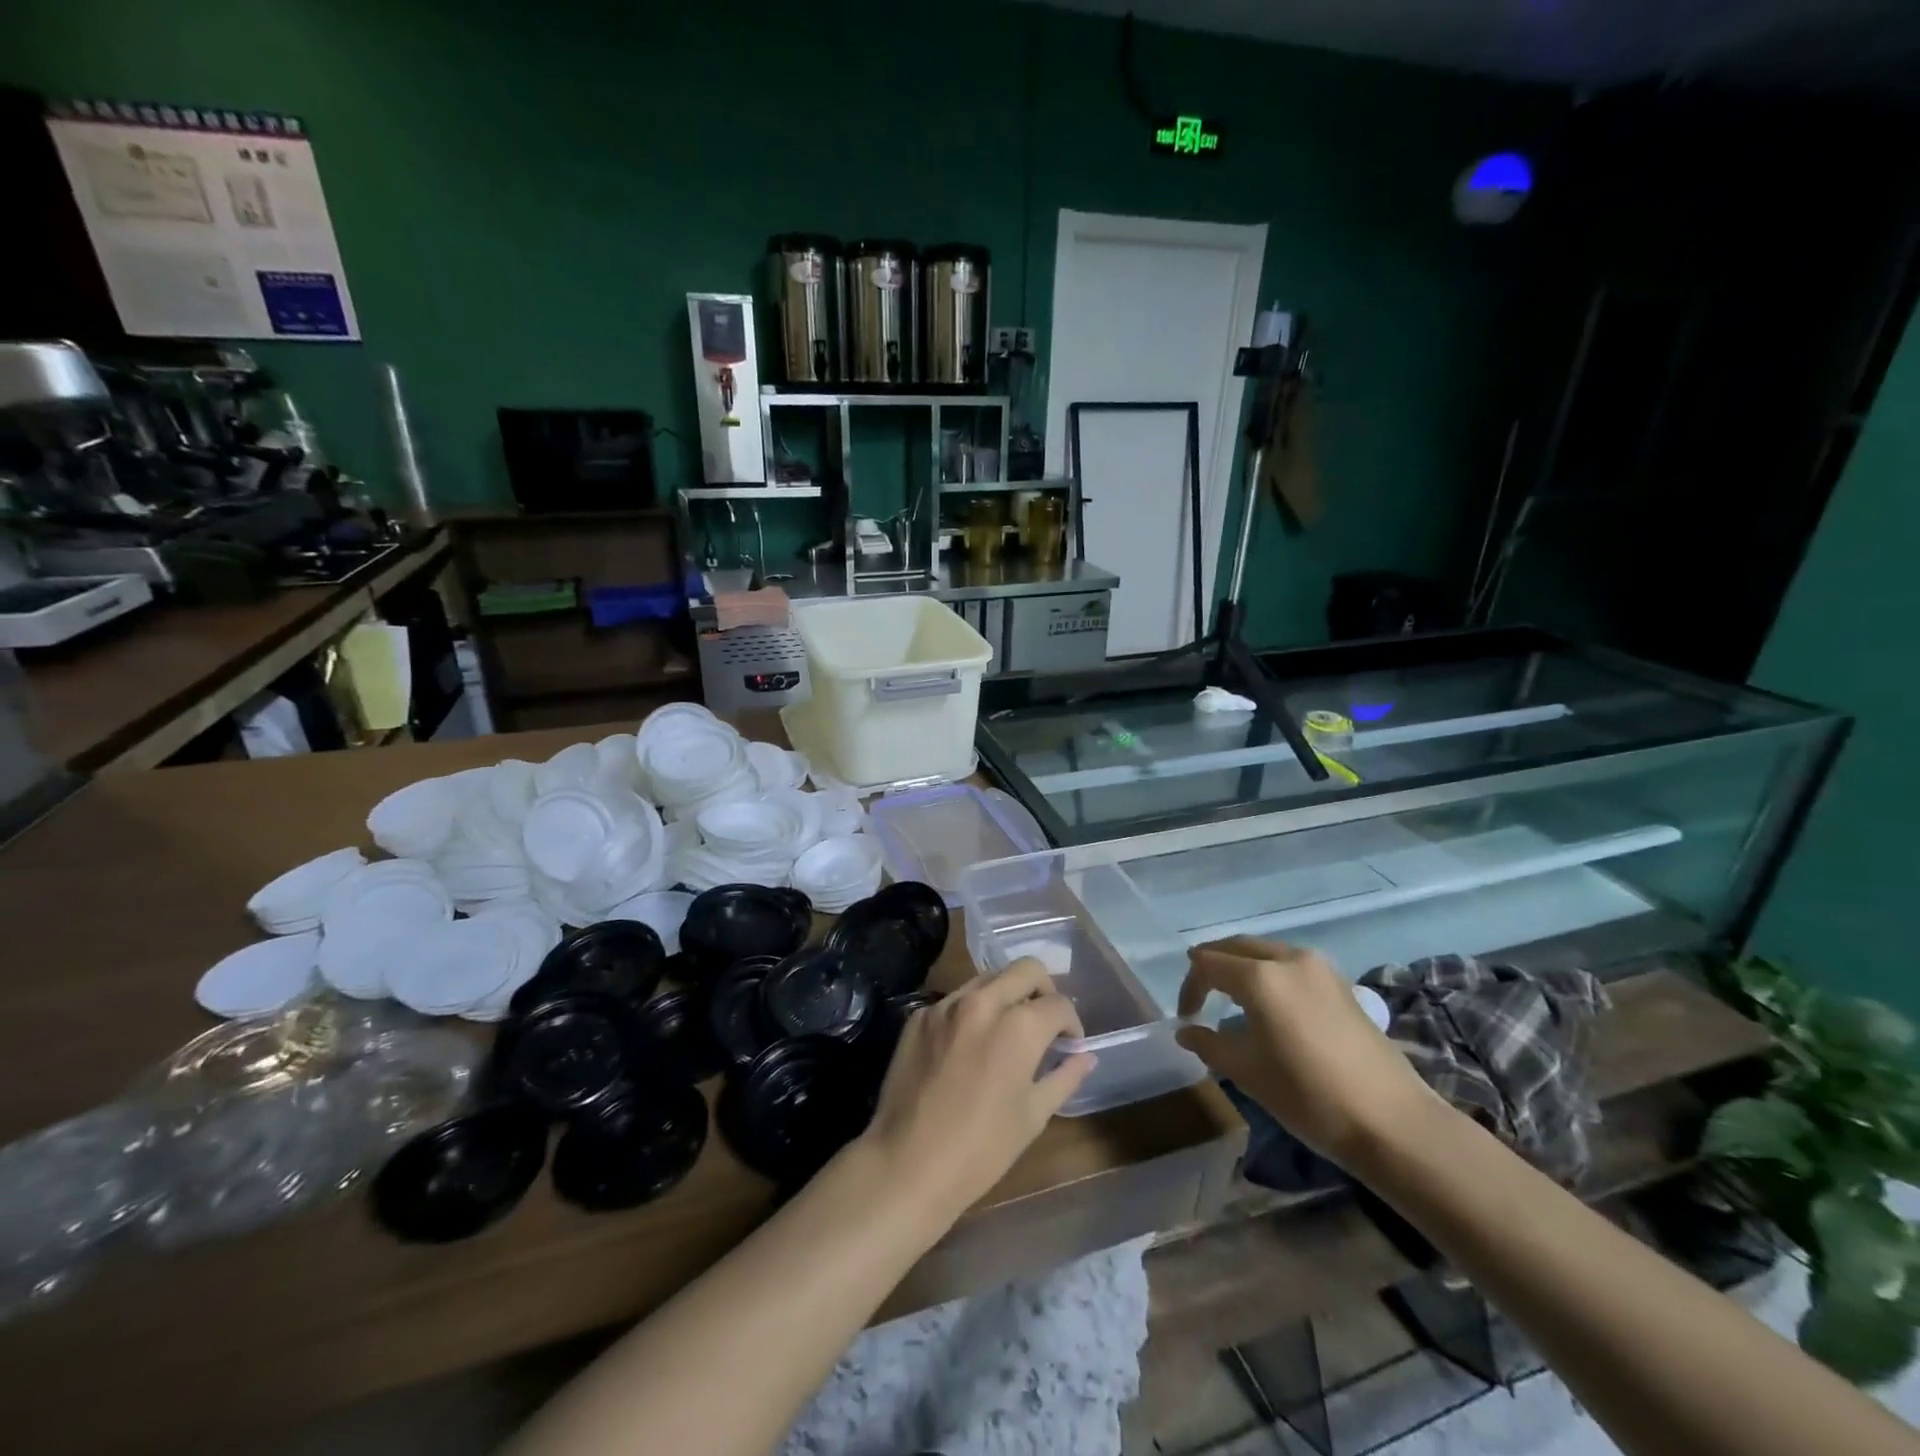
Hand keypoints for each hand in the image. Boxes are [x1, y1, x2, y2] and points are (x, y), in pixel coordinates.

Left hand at [859, 958, 1095, 1223]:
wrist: (907, 1163)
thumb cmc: (981, 1149)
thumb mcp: (1033, 1116)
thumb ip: (1064, 1077)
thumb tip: (1086, 1056)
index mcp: (1019, 1026)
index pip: (1058, 1004)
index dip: (1071, 1023)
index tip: (1069, 1043)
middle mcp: (983, 1002)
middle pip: (1026, 969)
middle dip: (1044, 990)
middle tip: (1043, 1021)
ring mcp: (946, 1004)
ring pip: (988, 978)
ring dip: (1006, 994)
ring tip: (1007, 1028)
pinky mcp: (918, 1015)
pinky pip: (954, 999)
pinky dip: (971, 1011)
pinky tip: (968, 1044)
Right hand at [1174, 937, 1437, 1165]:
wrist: (1393, 1122)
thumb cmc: (1309, 1096)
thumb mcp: (1247, 1072)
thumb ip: (1209, 1044)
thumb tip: (1185, 1031)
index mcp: (1259, 977)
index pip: (1207, 964)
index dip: (1190, 988)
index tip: (1186, 1018)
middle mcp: (1288, 958)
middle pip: (1235, 946)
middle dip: (1211, 964)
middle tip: (1198, 994)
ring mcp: (1318, 968)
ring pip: (1264, 951)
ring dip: (1240, 965)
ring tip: (1229, 996)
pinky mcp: (1340, 983)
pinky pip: (1289, 963)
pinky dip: (1267, 972)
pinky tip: (1268, 1003)